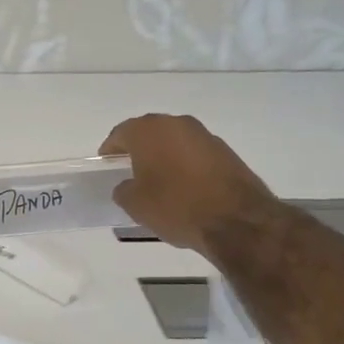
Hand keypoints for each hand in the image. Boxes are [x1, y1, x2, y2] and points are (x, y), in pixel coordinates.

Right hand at [98, 114, 276, 253]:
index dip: (110, 150)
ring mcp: (204, 135)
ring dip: (164, 156)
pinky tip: (184, 187)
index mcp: (149, 131)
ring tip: (159, 181)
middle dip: (138, 149)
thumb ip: (124, 190)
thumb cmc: (176, 206)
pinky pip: (195, 153)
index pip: (121, 134)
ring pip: (174, 141)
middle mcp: (176, 124)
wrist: (237, 220)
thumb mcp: (136, 205)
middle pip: (149, 133)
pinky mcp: (226, 151)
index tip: (107, 165)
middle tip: (130, 171)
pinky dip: (185, 164)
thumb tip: (127, 185)